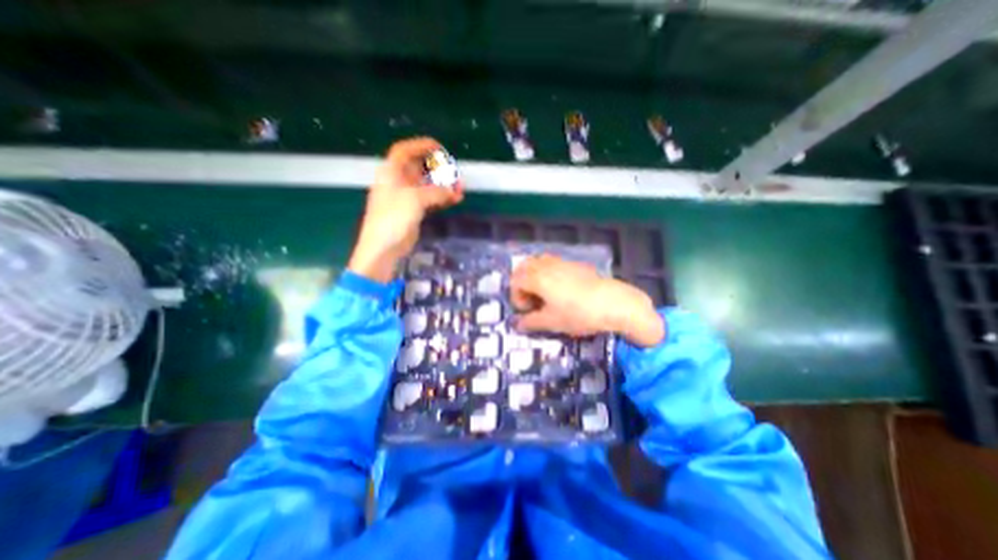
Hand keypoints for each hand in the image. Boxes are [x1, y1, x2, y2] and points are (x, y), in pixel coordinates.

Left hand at [348, 138, 462, 280]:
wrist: (383, 247)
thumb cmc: (393, 217)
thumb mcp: (415, 199)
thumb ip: (436, 192)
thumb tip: (453, 189)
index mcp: (391, 172)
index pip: (404, 151)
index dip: (420, 145)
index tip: (439, 147)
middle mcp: (398, 182)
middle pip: (419, 168)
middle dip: (437, 168)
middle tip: (454, 171)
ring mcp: (406, 198)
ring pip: (427, 185)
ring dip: (443, 185)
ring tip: (460, 188)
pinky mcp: (413, 211)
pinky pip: (430, 200)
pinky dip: (442, 198)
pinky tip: (455, 199)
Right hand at [511, 254, 663, 347]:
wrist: (613, 303)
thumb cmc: (578, 313)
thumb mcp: (552, 322)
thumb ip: (530, 323)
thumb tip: (517, 325)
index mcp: (536, 278)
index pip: (515, 282)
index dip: (517, 298)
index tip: (527, 312)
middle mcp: (546, 265)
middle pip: (523, 267)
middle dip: (522, 283)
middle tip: (531, 300)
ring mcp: (561, 262)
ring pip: (538, 262)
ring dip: (534, 276)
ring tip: (543, 293)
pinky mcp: (575, 264)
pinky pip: (553, 263)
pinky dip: (548, 273)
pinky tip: (561, 289)